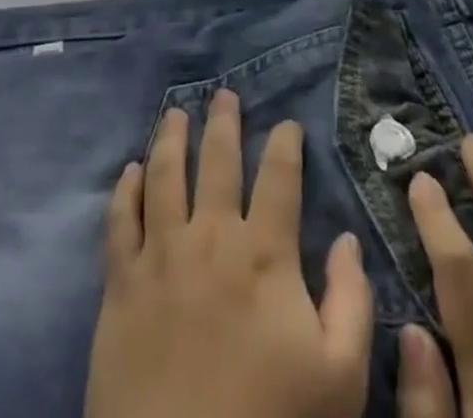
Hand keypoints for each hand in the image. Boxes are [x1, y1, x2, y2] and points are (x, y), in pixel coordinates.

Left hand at [85, 88, 375, 417]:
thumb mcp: (338, 379)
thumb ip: (352, 303)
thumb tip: (347, 240)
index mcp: (264, 253)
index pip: (279, 177)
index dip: (286, 144)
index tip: (288, 124)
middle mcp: (211, 235)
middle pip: (217, 160)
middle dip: (223, 122)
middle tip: (224, 94)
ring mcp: (161, 254)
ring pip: (165, 174)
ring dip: (170, 137)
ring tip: (175, 112)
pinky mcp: (121, 281)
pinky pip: (120, 220)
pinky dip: (126, 189)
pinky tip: (131, 169)